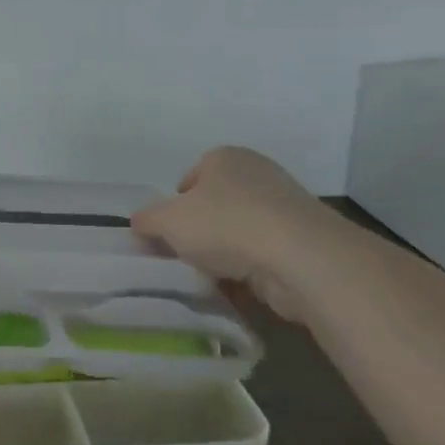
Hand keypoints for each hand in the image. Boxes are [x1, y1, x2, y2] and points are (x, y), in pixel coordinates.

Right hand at [131, 147, 341, 323]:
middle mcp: (257, 173)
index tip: (168, 233)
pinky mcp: (304, 240)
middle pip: (215, 205)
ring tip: (209, 276)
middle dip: (200, 232)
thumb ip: (147, 220)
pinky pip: (263, 255)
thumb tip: (140, 224)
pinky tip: (238, 287)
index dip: (175, 206)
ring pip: (239, 232)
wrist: (301, 258)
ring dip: (224, 254)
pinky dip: (249, 270)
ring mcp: (285, 207)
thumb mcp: (167, 221)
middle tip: (184, 256)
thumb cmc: (225, 225)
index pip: (190, 178)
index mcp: (225, 158)